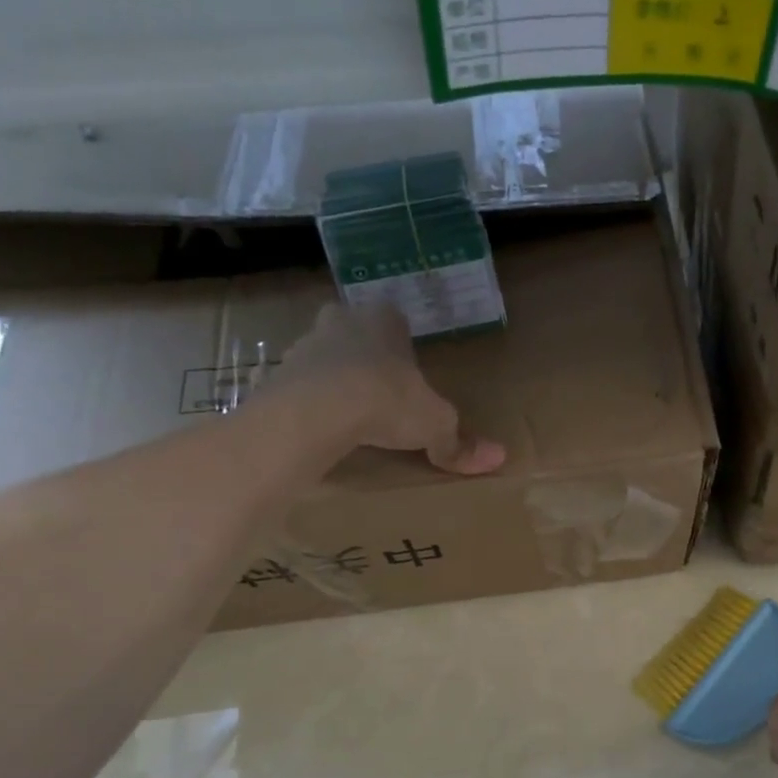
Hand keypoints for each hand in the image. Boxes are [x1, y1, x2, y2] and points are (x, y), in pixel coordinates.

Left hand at [274, 302, 504, 474]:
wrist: (316, 411)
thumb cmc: (387, 401)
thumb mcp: (435, 424)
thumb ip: (459, 442)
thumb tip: (499, 458)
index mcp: (383, 320)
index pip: (395, 319)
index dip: (402, 343)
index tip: (409, 369)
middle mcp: (341, 321)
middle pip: (355, 331)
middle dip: (365, 354)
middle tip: (380, 388)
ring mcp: (304, 345)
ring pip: (324, 356)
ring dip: (335, 377)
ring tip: (350, 414)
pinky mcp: (277, 375)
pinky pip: (300, 385)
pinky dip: (310, 401)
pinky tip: (323, 427)